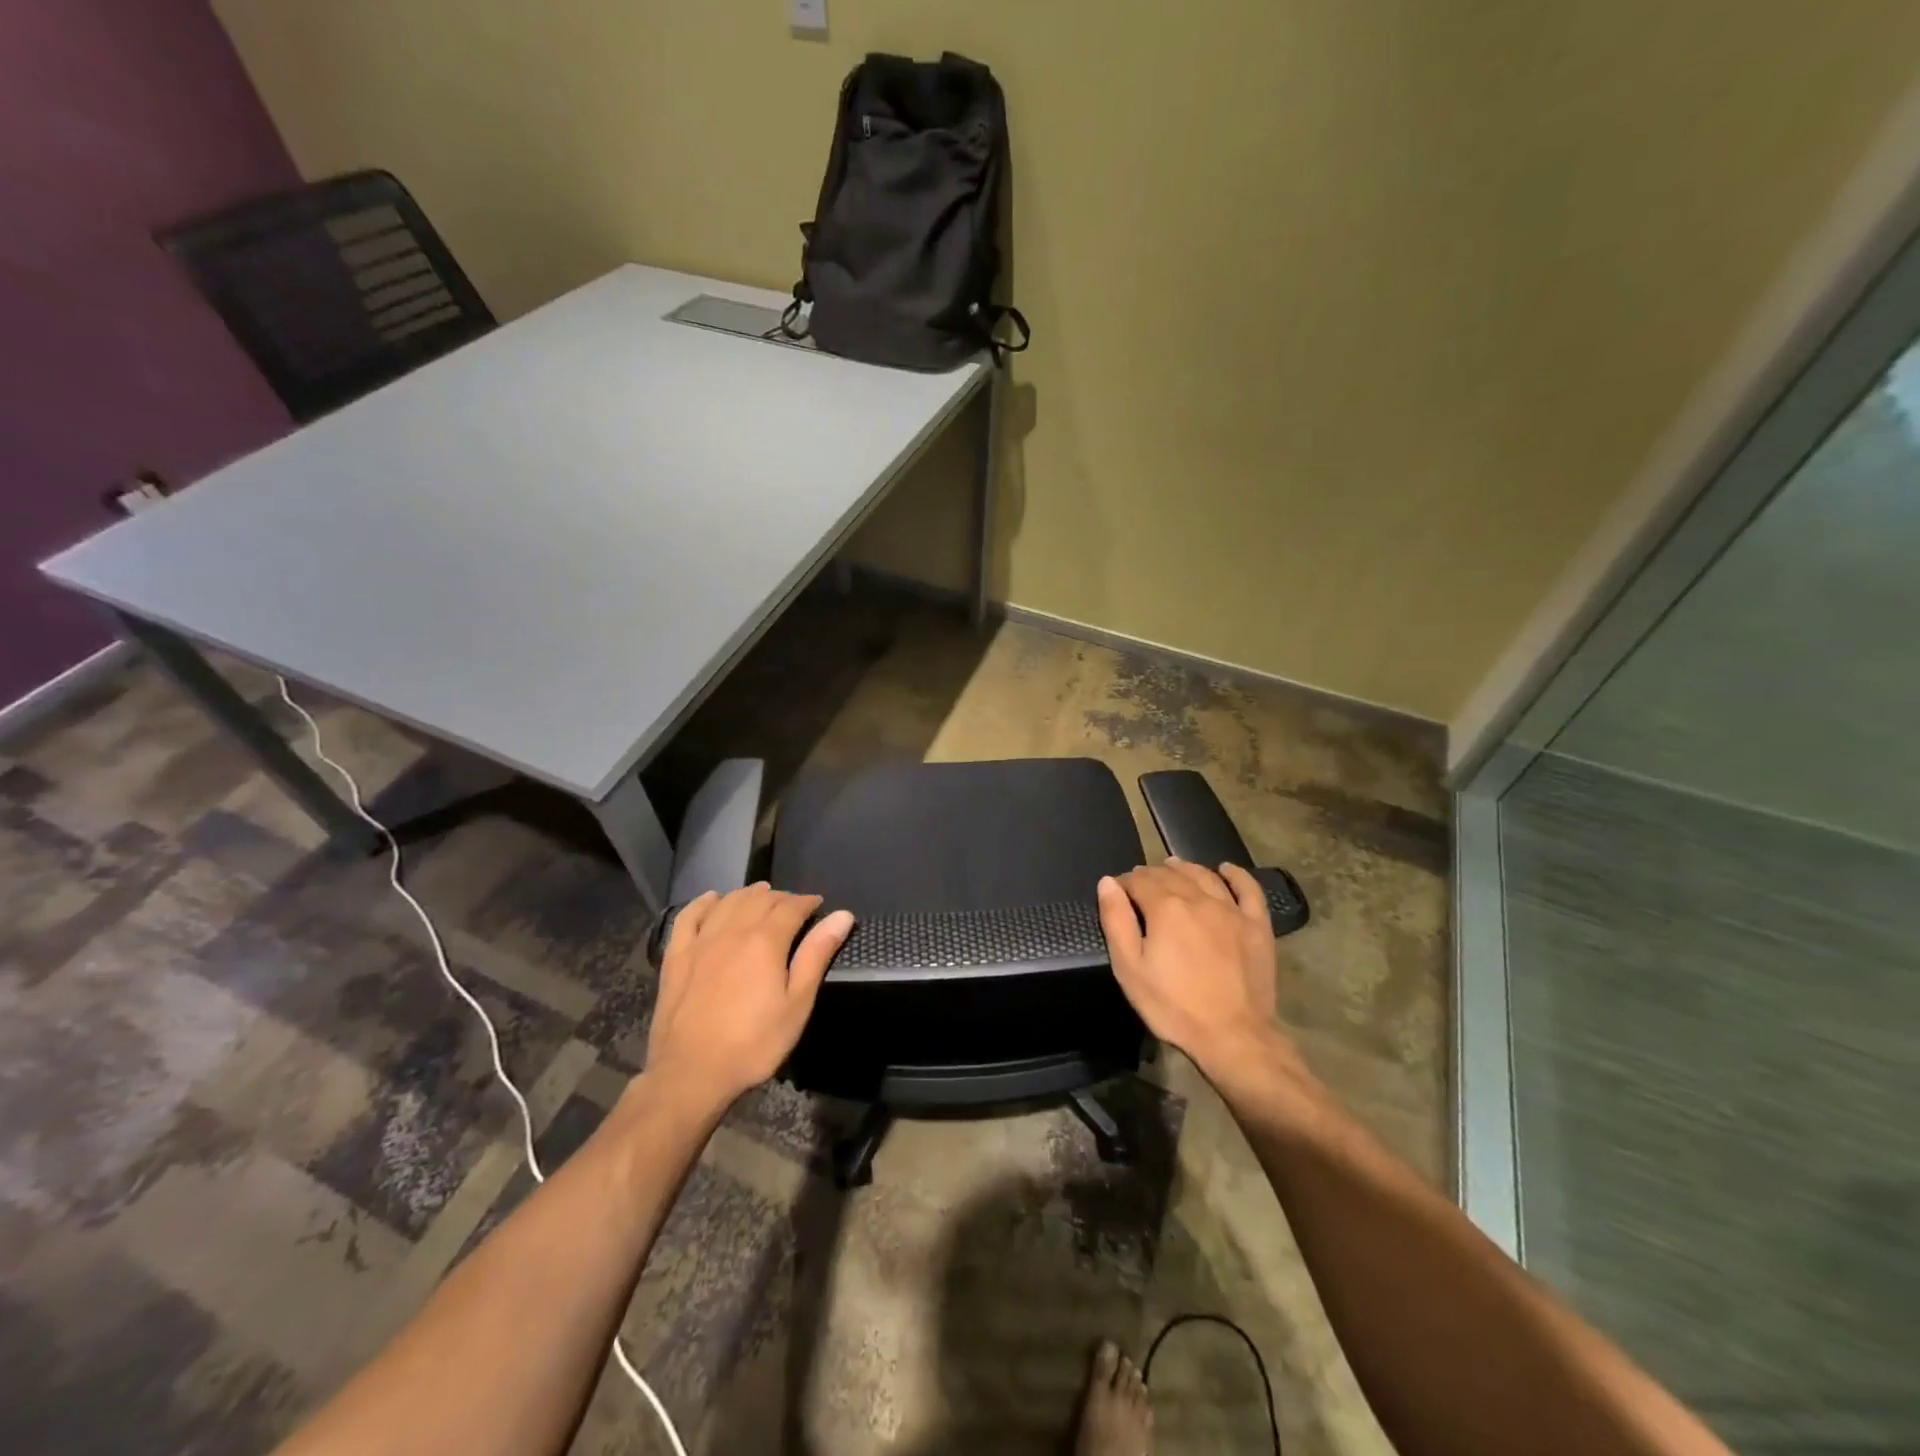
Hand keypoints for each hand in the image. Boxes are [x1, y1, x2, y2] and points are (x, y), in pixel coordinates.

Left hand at [645, 884, 853, 1108]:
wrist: (690, 1073)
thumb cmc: (753, 1043)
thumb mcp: (797, 1004)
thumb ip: (817, 955)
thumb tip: (842, 915)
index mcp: (765, 941)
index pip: (791, 907)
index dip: (807, 901)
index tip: (818, 904)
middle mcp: (732, 930)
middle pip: (759, 899)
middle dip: (781, 896)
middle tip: (793, 905)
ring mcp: (700, 941)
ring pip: (728, 902)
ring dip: (748, 894)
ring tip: (761, 895)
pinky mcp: (676, 956)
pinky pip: (689, 916)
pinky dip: (704, 902)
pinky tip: (713, 899)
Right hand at [1097, 859, 1285, 1077]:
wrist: (1233, 1036)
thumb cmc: (1173, 1006)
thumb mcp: (1129, 968)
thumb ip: (1116, 921)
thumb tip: (1108, 883)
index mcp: (1165, 907)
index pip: (1138, 880)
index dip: (1125, 883)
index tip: (1118, 893)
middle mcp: (1198, 898)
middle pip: (1170, 874)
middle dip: (1151, 874)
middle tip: (1141, 884)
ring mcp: (1231, 910)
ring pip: (1204, 875)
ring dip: (1185, 868)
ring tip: (1173, 867)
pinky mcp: (1256, 925)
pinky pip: (1248, 889)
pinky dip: (1235, 874)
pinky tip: (1225, 869)